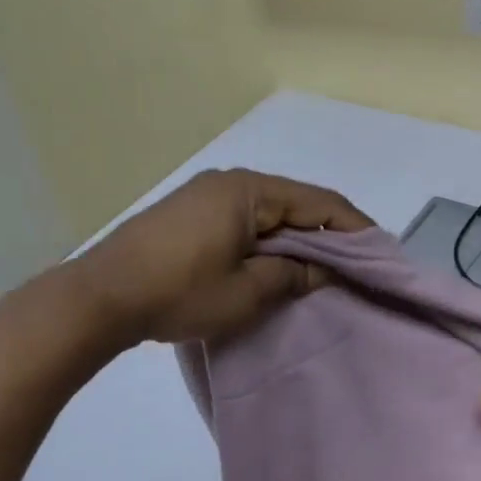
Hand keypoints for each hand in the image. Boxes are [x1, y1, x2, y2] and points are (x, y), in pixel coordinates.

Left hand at [73, 169, 371, 344]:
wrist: (100, 297)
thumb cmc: (179, 293)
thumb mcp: (246, 292)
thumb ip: (292, 276)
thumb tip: (324, 272)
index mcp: (248, 192)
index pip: (318, 202)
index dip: (354, 227)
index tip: (380, 253)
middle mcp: (229, 183)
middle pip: (294, 204)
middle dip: (326, 236)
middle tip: (354, 268)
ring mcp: (205, 197)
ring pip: (268, 215)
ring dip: (295, 242)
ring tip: (320, 273)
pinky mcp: (189, 216)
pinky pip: (244, 223)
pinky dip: (267, 243)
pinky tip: (276, 267)